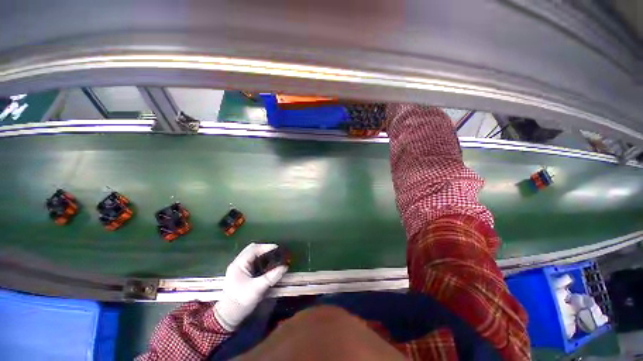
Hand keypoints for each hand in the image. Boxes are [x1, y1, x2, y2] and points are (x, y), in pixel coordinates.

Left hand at [214, 243, 287, 330]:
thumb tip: (285, 267)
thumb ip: (271, 277)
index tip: (278, 248)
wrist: (229, 315)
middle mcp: (238, 262)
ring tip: (274, 257)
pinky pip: (253, 261)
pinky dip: (261, 260)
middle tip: (276, 252)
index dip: (266, 247)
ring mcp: (240, 267)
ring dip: (263, 254)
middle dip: (265, 249)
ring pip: (253, 254)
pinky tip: (268, 264)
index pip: (254, 249)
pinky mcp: (243, 272)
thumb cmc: (241, 301)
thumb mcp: (257, 289)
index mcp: (239, 264)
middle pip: (253, 249)